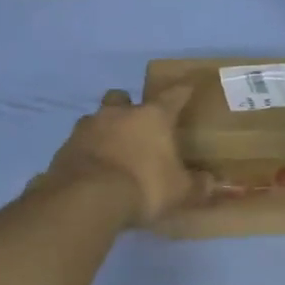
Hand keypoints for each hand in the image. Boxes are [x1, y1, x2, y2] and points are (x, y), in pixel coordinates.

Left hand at [43, 86, 212, 226]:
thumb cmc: (144, 186)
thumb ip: (200, 186)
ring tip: (111, 150)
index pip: (172, 96)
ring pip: (96, 118)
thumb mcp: (180, 191)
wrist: (87, 198)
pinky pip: (79, 144)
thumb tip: (220, 185)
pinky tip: (92, 169)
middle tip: (135, 124)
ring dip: (104, 129)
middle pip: (122, 97)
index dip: (182, 91)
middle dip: (128, 106)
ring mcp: (87, 128)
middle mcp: (118, 114)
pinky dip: (87, 152)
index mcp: (152, 117)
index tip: (187, 86)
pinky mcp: (64, 148)